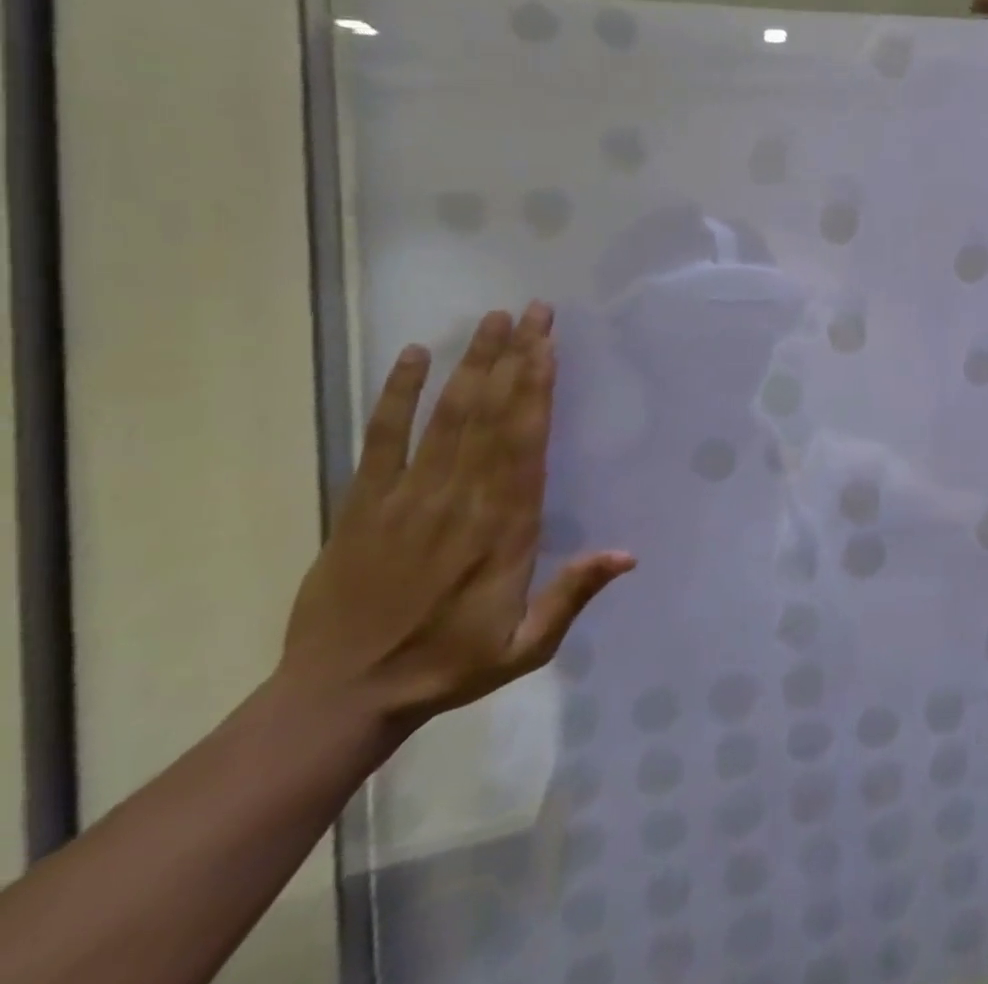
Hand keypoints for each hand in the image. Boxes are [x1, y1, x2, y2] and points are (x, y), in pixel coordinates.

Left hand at [278, 303, 633, 734]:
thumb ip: (573, 595)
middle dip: (516, 357)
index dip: (538, 386)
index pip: (526, 440)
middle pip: (493, 413)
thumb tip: (628, 554)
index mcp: (504, 526)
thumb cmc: (445, 666)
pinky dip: (396, 395)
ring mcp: (408, 495)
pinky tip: (412, 356)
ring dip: (473, 363)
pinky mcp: (363, 503)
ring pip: (448, 414)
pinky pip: (382, 438)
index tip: (549, 343)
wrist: (338, 697)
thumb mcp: (524, 648)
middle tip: (533, 310)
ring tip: (493, 319)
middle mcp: (460, 497)